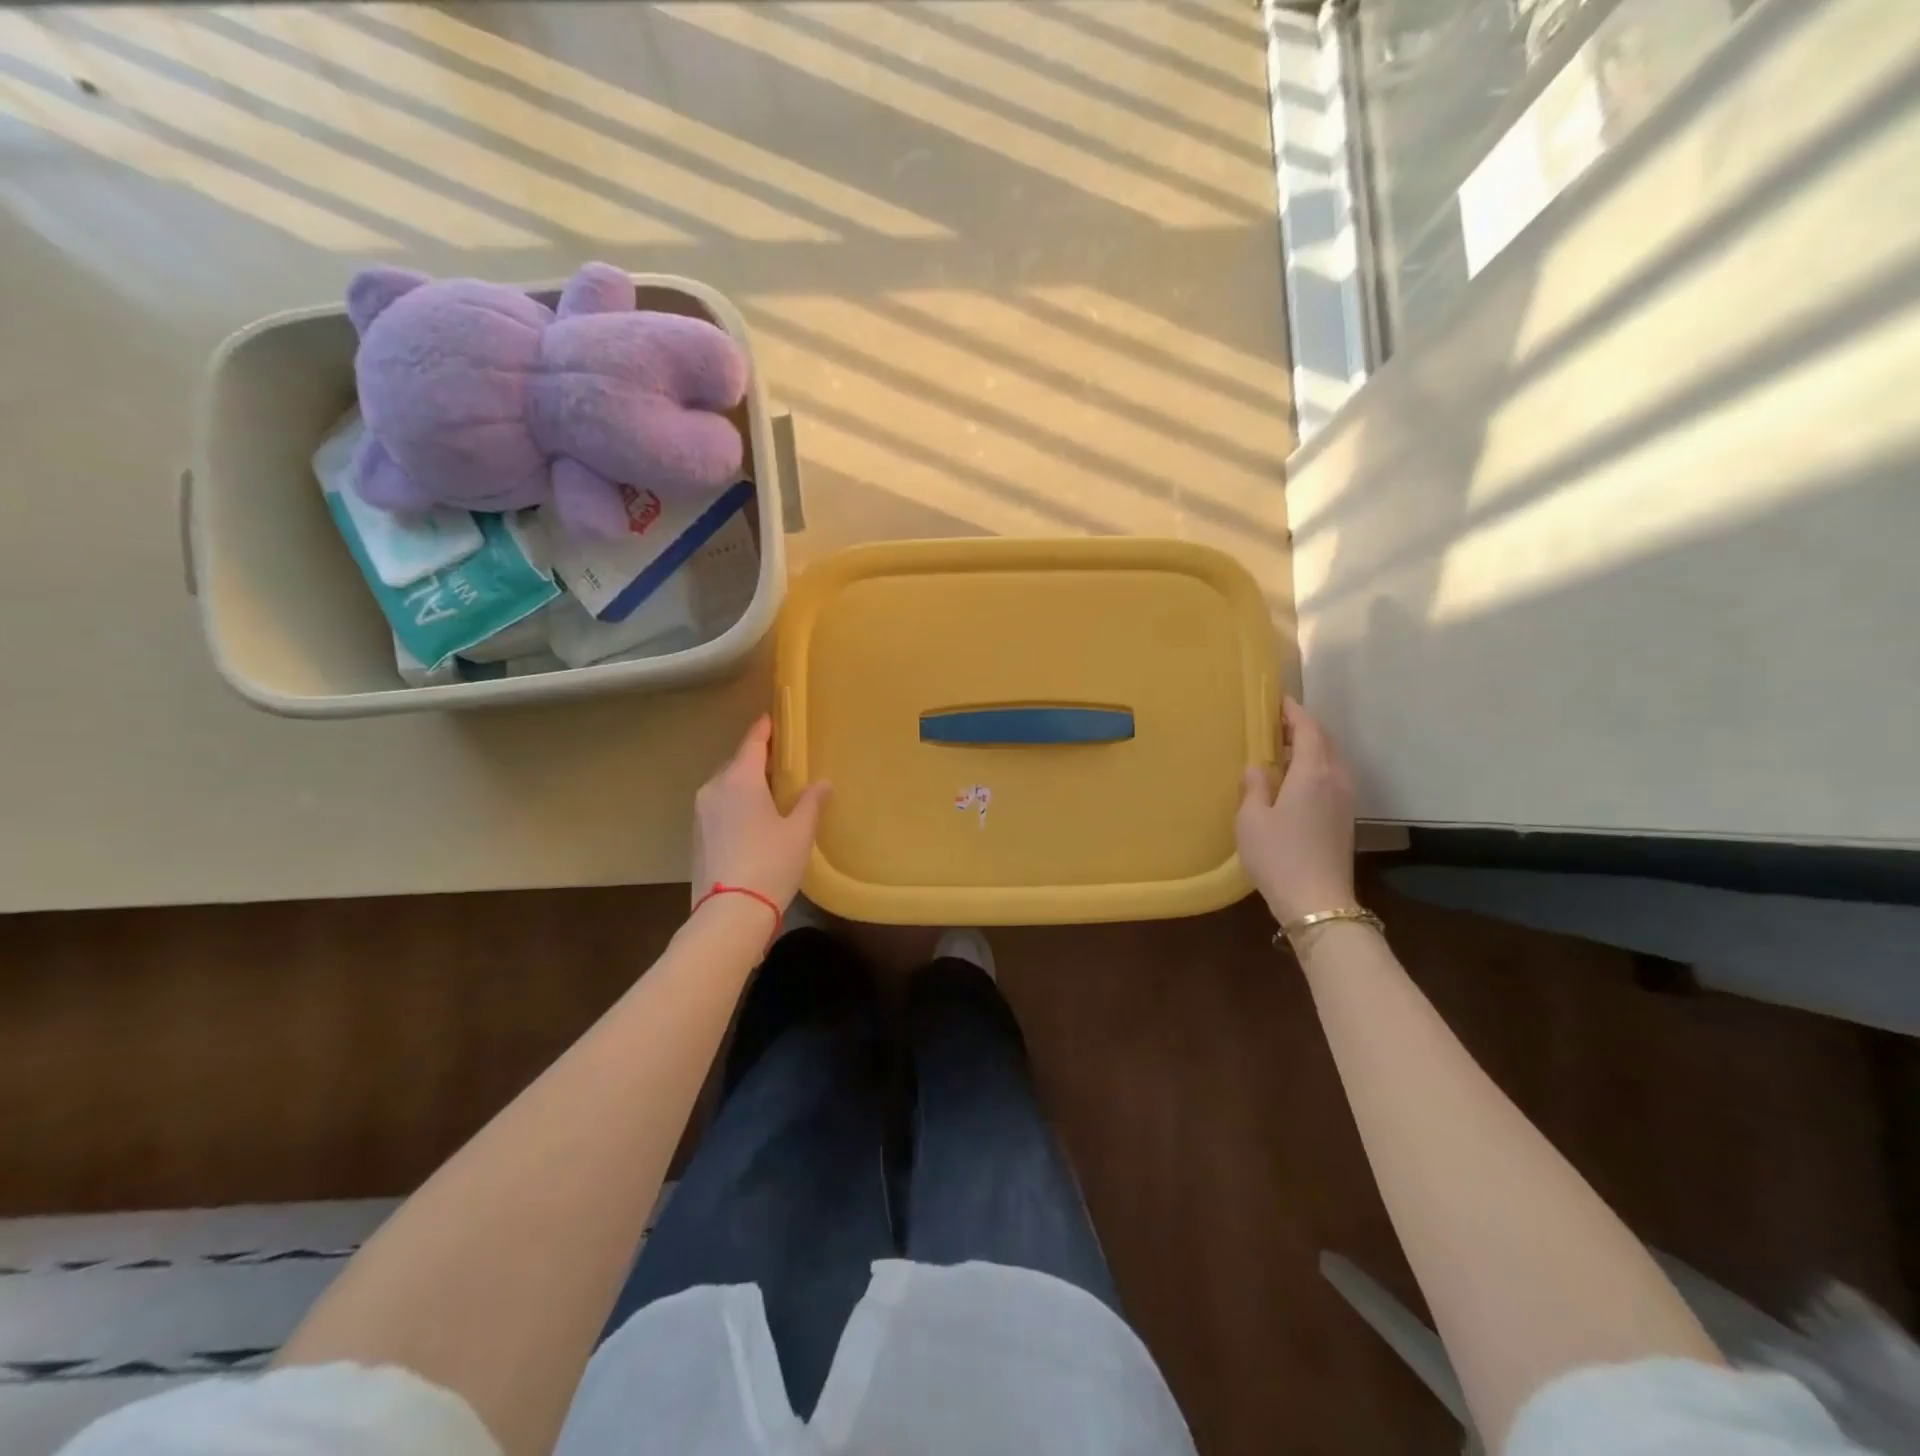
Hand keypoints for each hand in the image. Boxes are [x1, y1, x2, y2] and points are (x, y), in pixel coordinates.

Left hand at [690, 715, 830, 911]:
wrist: (729, 913)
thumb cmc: (770, 864)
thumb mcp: (800, 832)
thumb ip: (811, 802)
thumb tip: (823, 783)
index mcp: (740, 780)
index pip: (753, 743)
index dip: (764, 730)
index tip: (772, 718)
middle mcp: (714, 788)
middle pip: (737, 764)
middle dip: (757, 760)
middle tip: (782, 764)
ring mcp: (701, 813)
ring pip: (725, 786)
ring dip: (745, 784)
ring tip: (770, 794)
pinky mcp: (696, 836)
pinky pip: (718, 807)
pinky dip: (735, 805)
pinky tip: (753, 821)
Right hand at [1236, 698, 1356, 924]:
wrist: (1317, 902)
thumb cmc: (1278, 856)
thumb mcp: (1251, 820)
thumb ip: (1253, 787)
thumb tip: (1256, 767)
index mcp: (1313, 773)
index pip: (1308, 729)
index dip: (1294, 712)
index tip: (1278, 700)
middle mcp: (1336, 780)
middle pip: (1325, 741)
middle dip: (1303, 727)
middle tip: (1276, 722)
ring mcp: (1345, 800)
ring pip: (1331, 760)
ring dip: (1311, 748)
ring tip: (1283, 748)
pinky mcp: (1345, 818)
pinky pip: (1332, 778)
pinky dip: (1315, 767)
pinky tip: (1295, 780)